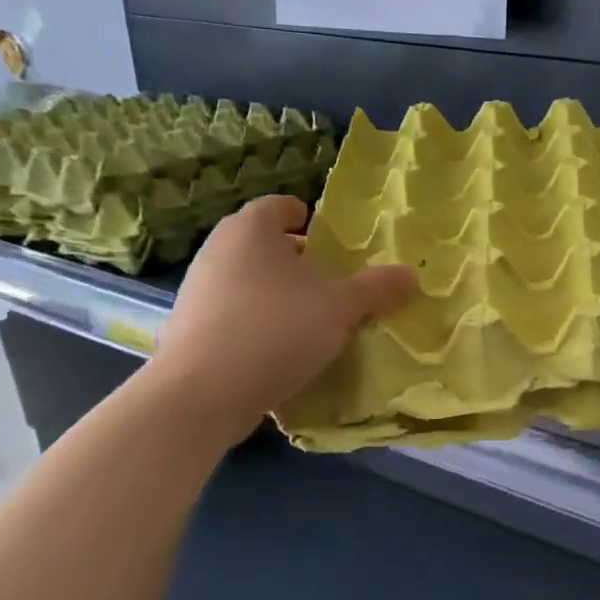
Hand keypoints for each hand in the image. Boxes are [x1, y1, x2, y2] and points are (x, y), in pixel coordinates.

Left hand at [143, 196, 415, 436]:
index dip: (308, 218)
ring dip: (278, 294)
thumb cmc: (276, 329)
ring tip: (311, 320)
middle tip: (331, 283)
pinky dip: (257, 322)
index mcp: (251, 229)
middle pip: (264, 244)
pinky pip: (233, 313)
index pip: (280, 205)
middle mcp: (218, 249)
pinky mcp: (189, 328)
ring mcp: (197, 289)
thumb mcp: (341, 308)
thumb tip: (411, 274)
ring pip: (248, 279)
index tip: (331, 241)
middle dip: (297, 260)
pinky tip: (280, 351)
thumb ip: (378, 288)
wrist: (201, 393)